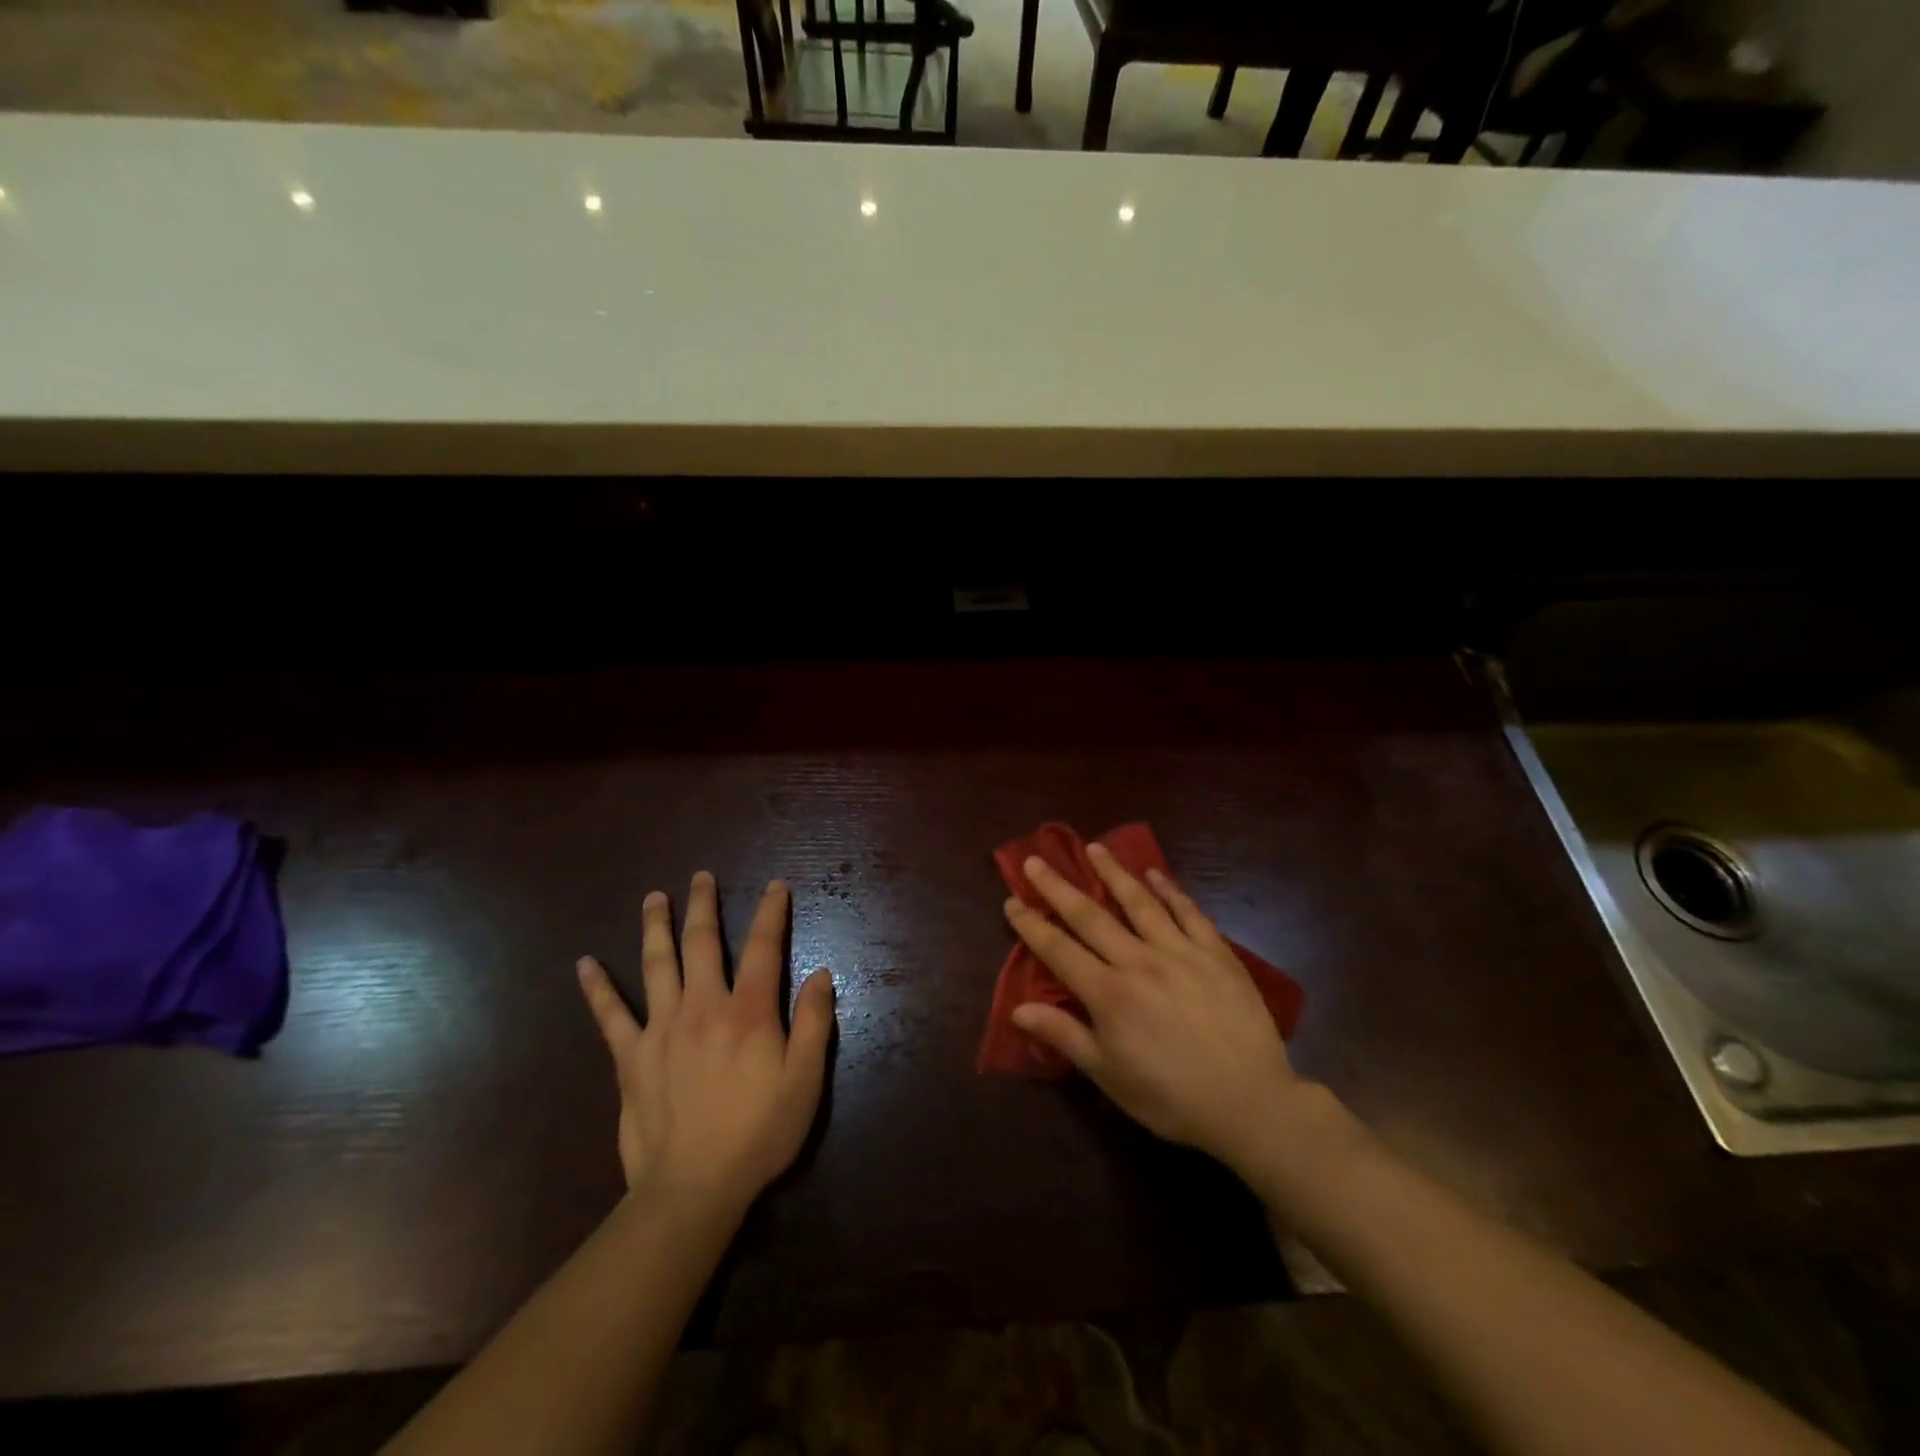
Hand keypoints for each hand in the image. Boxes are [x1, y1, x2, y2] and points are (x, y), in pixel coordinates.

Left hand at [577, 873, 834, 1218]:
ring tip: (654, 898)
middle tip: (701, 876)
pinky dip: (597, 988)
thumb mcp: (805, 1081)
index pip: (763, 948)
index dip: (771, 913)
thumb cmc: (758, 1133)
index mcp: (748, 1011)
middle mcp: (703, 1006)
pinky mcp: (630, 1057)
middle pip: (702, 943)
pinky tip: (584, 964)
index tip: (775, 886)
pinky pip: (610, 1015)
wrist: (693, 1188)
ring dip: (656, 926)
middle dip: (703, 905)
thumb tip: (820, 973)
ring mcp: (661, 1028)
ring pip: (656, 964)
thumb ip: (814, 1023)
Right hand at [1005, 845, 1304, 1172]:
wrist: (1250, 1102)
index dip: (1031, 925)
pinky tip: (1155, 874)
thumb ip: (1064, 1035)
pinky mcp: (1216, 953)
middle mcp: (1138, 961)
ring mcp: (1180, 952)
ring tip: (1095, 847)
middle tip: (1036, 860)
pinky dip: (1170, 890)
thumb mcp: (1109, 1075)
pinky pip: (1189, 912)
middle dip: (1058, 887)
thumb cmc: (1170, 1097)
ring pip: (1139, 902)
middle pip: (1090, 916)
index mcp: (1108, 993)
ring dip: (1113, 872)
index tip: (1011, 900)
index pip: (1058, 950)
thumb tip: (1017, 1009)